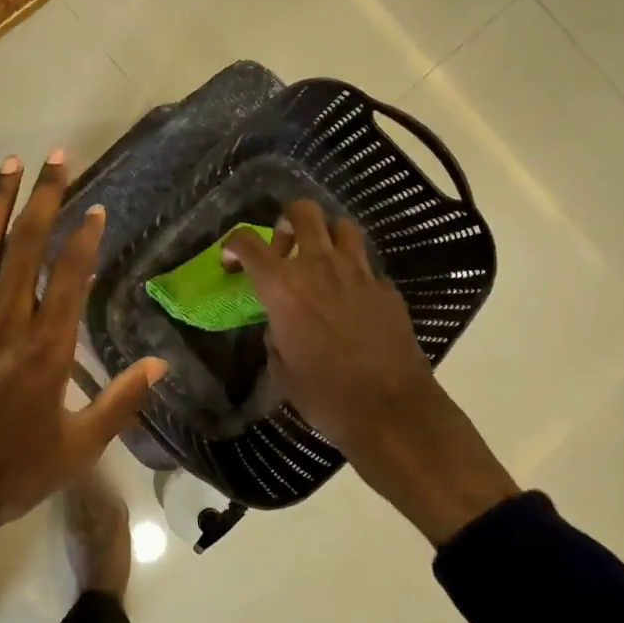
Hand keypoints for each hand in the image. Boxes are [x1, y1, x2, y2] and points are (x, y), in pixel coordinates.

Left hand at [0, 152, 166, 548]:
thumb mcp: (77, 449)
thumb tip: (160, 365)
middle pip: (27, 245)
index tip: (95, 207)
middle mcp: (6, 322)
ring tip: (11, 163)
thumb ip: (120, 402)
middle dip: (44, 196)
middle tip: (57, 157)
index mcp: (46, 350)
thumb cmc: (9, 472)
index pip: (70, 276)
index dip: (84, 237)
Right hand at [223, 201, 517, 545]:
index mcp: (283, 287)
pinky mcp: (386, 287)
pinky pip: (366, 264)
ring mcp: (358, 273)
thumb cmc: (325, 395)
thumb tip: (279, 325)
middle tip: (284, 246)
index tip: (231, 259)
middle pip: (303, 212)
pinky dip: (354, 271)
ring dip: (326, 236)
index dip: (233, 243)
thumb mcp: (281, 370)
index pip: (248, 242)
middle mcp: (319, 267)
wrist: (391, 410)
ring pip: (342, 226)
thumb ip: (274, 336)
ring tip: (321, 260)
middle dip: (287, 219)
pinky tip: (351, 298)